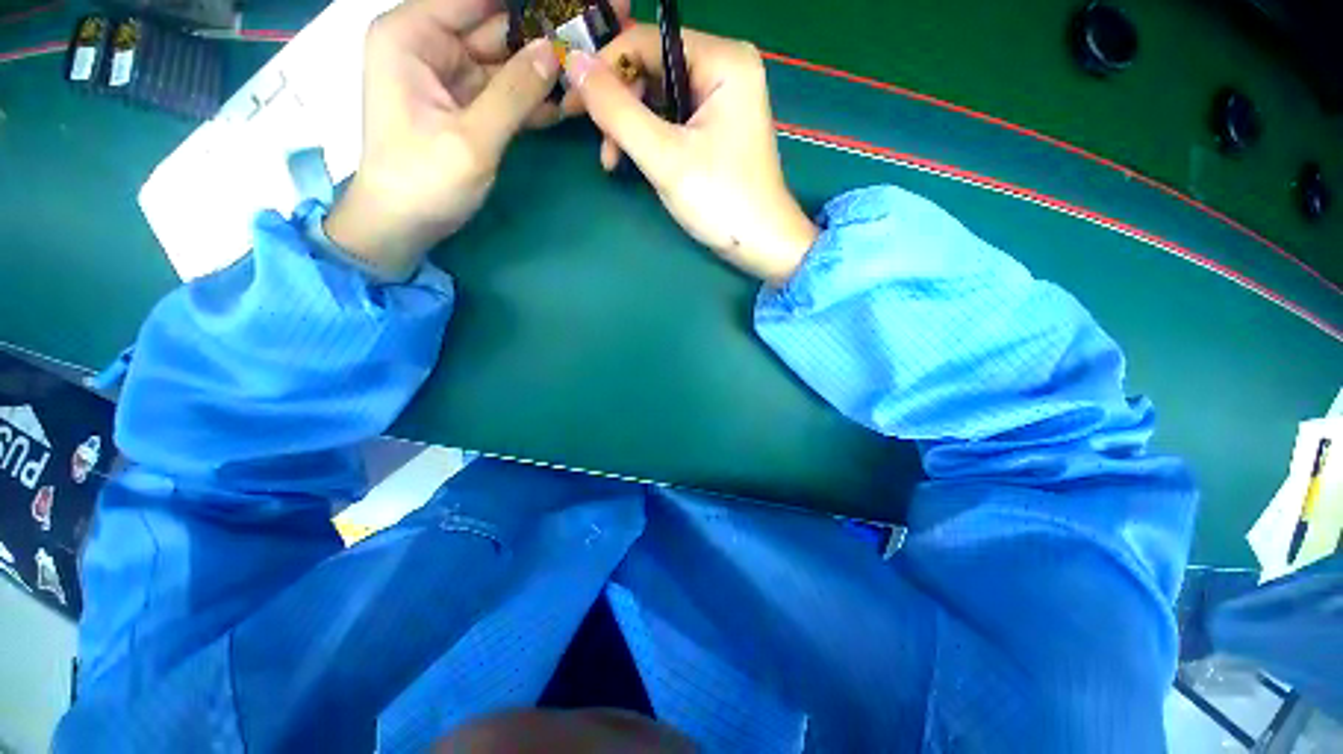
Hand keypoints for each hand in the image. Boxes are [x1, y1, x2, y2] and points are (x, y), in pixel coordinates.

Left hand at [325, 0, 561, 276]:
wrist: (403, 223)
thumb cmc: (424, 180)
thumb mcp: (472, 137)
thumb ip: (513, 93)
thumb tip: (553, 52)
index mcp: (413, 34)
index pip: (474, 0)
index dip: (522, 5)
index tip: (566, 10)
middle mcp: (429, 44)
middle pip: (494, 26)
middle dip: (537, 38)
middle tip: (583, 47)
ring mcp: (450, 75)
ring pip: (505, 60)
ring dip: (541, 72)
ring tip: (581, 78)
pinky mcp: (467, 104)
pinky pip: (505, 90)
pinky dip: (531, 99)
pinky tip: (563, 104)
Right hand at [564, 26, 818, 284]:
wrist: (762, 245)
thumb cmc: (721, 201)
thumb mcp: (665, 157)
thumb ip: (618, 110)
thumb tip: (573, 64)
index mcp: (723, 60)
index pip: (647, 42)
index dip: (605, 69)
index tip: (573, 102)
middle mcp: (725, 69)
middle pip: (652, 69)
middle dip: (619, 106)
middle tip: (601, 145)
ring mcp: (722, 101)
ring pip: (658, 98)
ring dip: (630, 127)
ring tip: (612, 162)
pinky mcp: (717, 129)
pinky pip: (672, 120)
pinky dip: (649, 140)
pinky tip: (635, 161)